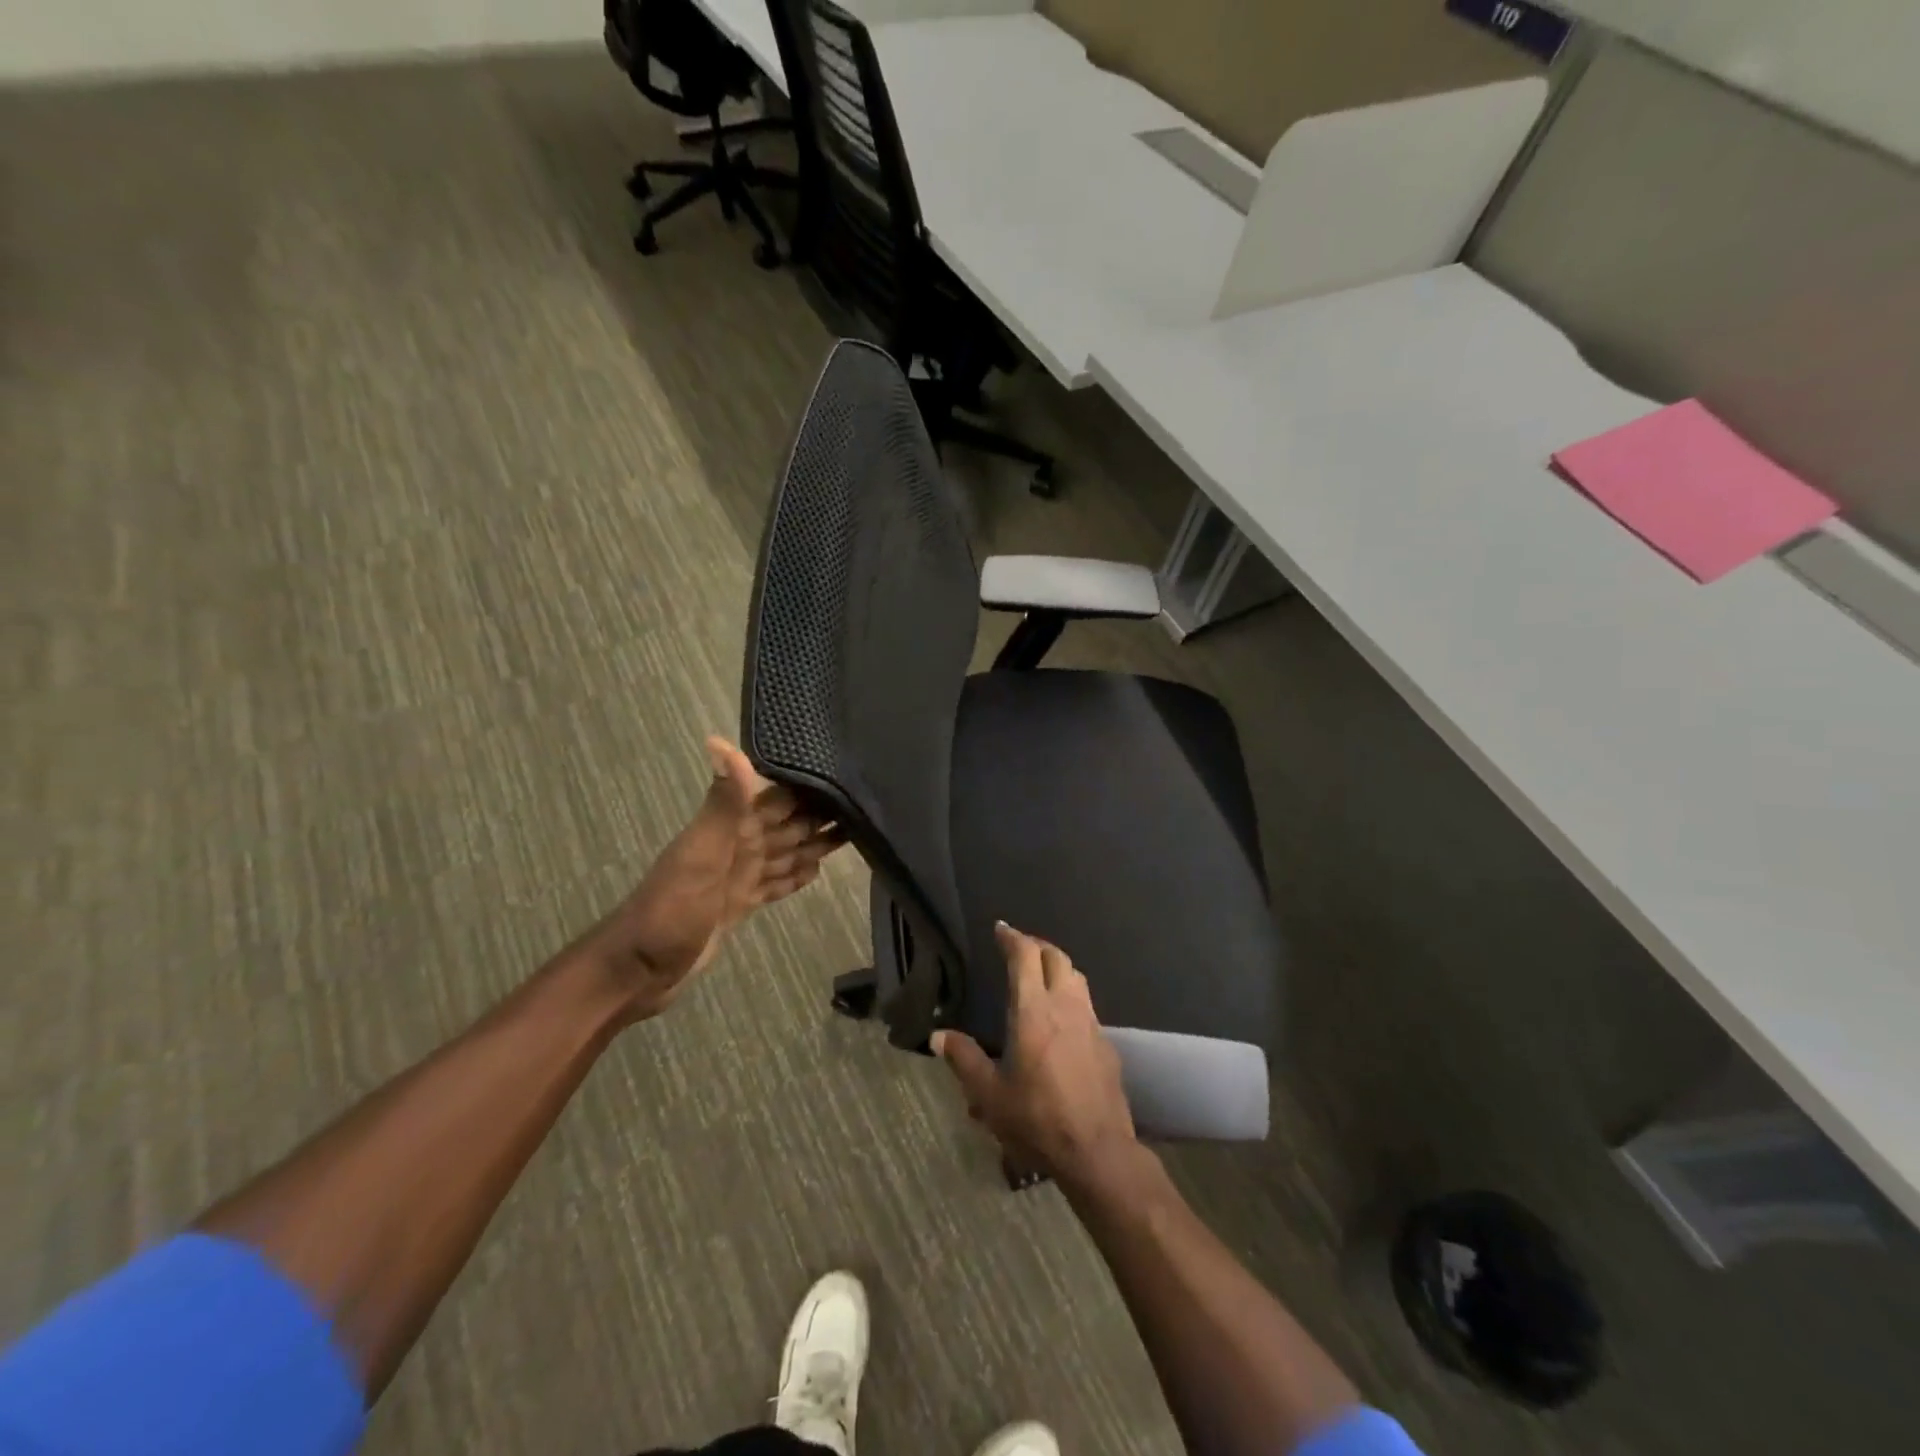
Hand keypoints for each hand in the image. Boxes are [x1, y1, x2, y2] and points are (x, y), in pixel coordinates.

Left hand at [577, 736, 844, 1020]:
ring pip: (785, 852)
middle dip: (820, 813)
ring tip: (853, 832)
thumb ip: (723, 803)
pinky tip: (816, 870)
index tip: (846, 770)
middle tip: (865, 802)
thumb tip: (721, 741)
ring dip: (814, 843)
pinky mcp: (740, 904)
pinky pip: (775, 883)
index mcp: (731, 828)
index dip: (808, 783)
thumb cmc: (672, 909)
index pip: (778, 796)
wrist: (640, 970)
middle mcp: (738, 846)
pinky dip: (795, 876)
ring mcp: (739, 877)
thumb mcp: (701, 853)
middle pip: (787, 823)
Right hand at [932, 923, 1138, 1189]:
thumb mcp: (989, 1095)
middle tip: (1018, 948)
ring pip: (1076, 977)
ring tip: (1041, 974)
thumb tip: (938, 1036)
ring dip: (1057, 966)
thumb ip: (964, 1059)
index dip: (1012, 937)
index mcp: (1033, 1010)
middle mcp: (1065, 1006)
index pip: (1025, 956)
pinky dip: (1071, 995)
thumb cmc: (1037, 1119)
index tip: (1001, 928)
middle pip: (1056, 957)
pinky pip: (1087, 1004)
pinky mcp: (1106, 1044)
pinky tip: (1062, 1018)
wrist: (1097, 1151)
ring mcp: (1090, 1023)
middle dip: (1036, 946)